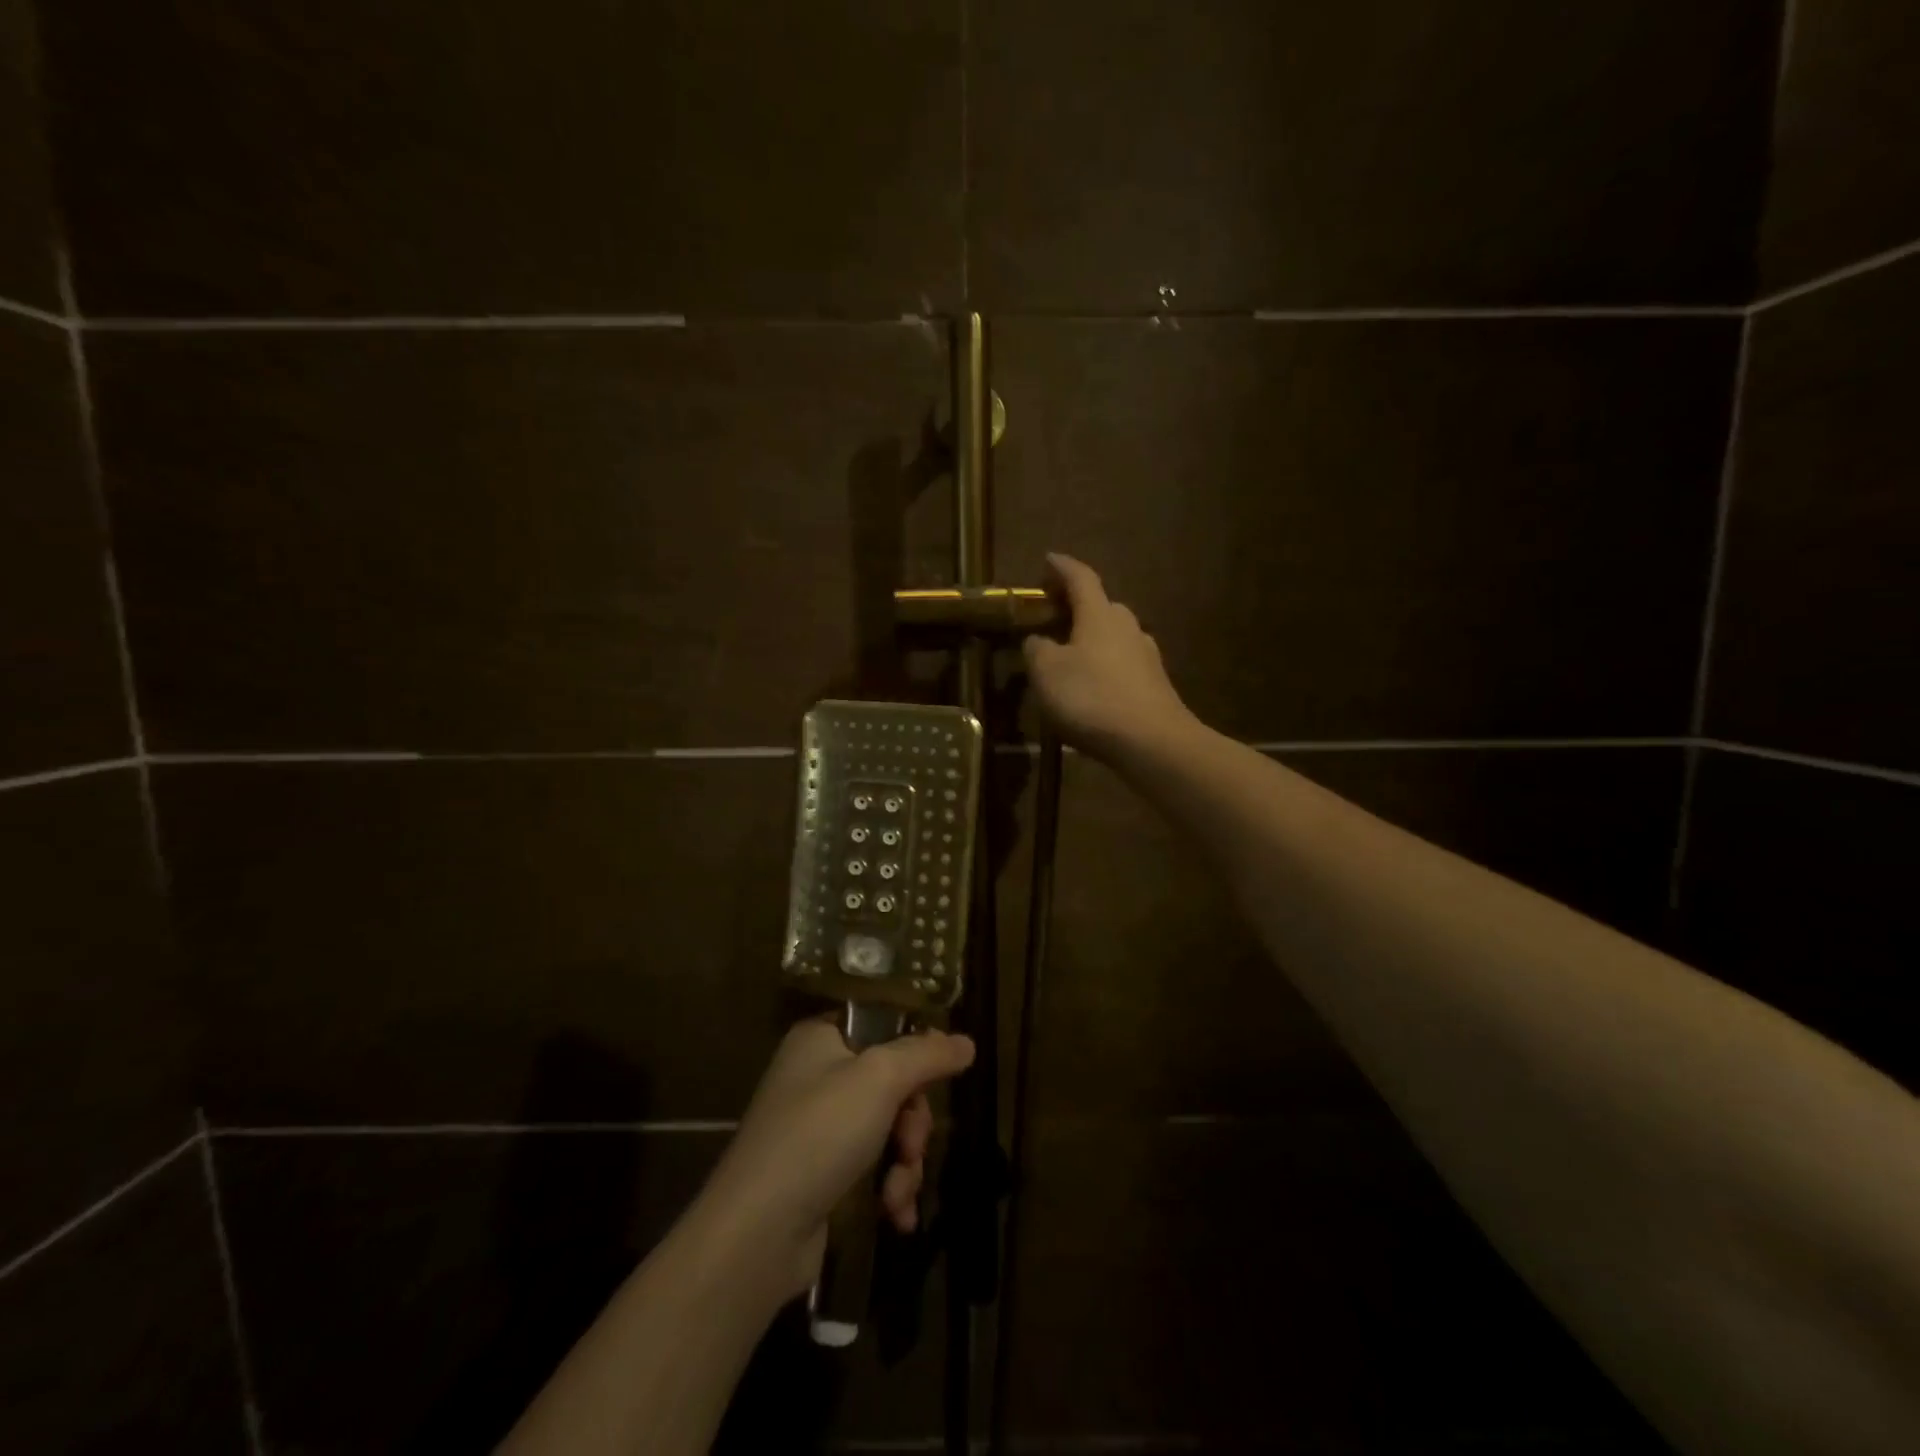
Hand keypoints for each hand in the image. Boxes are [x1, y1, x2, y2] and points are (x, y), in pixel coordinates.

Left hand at [697, 1019, 974, 1294]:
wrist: (757, 1233)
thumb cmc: (819, 1134)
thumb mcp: (880, 1079)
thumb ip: (927, 1055)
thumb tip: (966, 1042)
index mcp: (821, 1039)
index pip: (882, 1027)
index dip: (914, 1053)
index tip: (936, 1079)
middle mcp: (816, 1076)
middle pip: (893, 1083)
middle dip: (914, 1122)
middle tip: (911, 1146)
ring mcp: (817, 1128)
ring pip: (889, 1130)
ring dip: (905, 1163)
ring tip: (898, 1194)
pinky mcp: (821, 1176)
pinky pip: (872, 1168)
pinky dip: (890, 1190)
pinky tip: (897, 1217)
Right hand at [1023, 553, 1194, 760]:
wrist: (1152, 742)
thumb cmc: (1092, 698)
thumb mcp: (1047, 673)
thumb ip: (1037, 650)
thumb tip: (1038, 639)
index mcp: (1100, 614)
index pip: (1081, 578)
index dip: (1062, 567)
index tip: (1048, 560)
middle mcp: (1127, 626)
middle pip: (1100, 606)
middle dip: (1077, 607)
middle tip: (1053, 616)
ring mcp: (1146, 655)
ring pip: (1113, 637)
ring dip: (1091, 639)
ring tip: (1070, 655)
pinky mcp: (1155, 684)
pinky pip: (1123, 664)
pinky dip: (1104, 666)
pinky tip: (1093, 687)